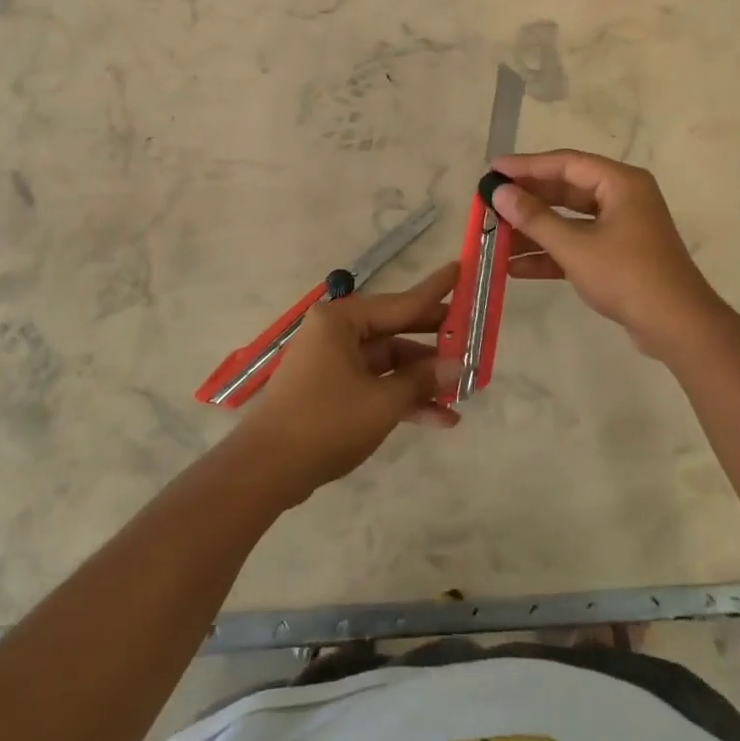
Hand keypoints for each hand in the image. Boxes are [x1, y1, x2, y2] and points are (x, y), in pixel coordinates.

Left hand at [225, 261, 460, 503]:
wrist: (266, 471)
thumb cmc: (325, 422)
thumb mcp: (382, 401)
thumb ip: (422, 380)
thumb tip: (458, 365)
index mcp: (342, 320)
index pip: (401, 302)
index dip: (436, 291)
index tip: (461, 269)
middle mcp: (336, 332)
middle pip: (396, 330)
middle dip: (435, 343)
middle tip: (473, 338)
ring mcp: (333, 362)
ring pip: (389, 362)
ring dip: (422, 379)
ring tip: (464, 391)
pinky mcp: (332, 390)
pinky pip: (375, 384)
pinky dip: (402, 398)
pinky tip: (440, 418)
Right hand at [489, 150, 722, 358]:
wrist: (677, 326)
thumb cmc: (627, 276)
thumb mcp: (575, 247)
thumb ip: (534, 218)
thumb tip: (500, 193)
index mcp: (620, 183)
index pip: (565, 163)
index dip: (526, 166)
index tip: (493, 170)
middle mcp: (622, 198)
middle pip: (565, 190)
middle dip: (527, 200)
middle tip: (490, 202)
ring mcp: (621, 228)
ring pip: (569, 220)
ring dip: (534, 230)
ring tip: (495, 237)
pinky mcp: (618, 255)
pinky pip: (577, 244)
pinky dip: (550, 254)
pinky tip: (515, 267)